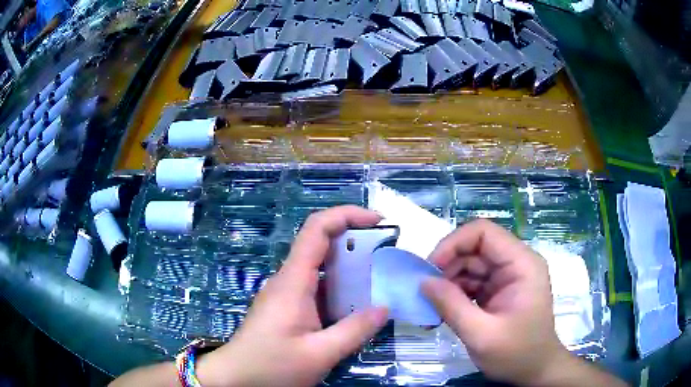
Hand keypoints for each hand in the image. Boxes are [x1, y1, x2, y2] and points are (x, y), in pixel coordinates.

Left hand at [198, 206, 388, 386]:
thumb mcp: (319, 354)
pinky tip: (356, 306)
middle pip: (321, 244)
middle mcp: (288, 280)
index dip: (347, 215)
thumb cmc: (271, 366)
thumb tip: (384, 308)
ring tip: (380, 280)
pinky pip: (316, 289)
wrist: (235, 378)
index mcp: (293, 281)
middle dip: (355, 241)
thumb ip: (354, 331)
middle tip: (387, 253)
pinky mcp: (287, 307)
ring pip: (320, 268)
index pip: (317, 228)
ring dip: (349, 268)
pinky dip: (339, 289)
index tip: (378, 221)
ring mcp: (286, 293)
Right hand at [422, 219, 568, 385]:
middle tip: (426, 293)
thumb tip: (423, 281)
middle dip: (447, 267)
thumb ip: (451, 306)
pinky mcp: (499, 291)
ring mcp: (507, 278)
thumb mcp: (481, 334)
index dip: (453, 244)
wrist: (534, 371)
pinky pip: (472, 283)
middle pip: (475, 248)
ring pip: (470, 266)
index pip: (483, 233)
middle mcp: (515, 263)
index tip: (431, 269)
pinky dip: (455, 295)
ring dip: (448, 283)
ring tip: (431, 307)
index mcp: (521, 264)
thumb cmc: (516, 354)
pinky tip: (442, 312)